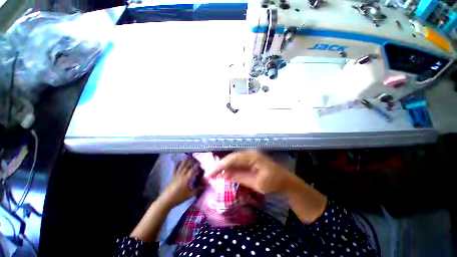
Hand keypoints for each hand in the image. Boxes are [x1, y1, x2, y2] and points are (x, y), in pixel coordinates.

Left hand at [161, 158, 199, 207]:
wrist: (166, 200)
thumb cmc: (179, 198)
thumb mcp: (189, 195)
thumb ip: (197, 190)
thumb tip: (205, 186)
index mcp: (187, 179)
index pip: (193, 170)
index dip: (196, 166)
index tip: (200, 162)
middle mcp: (182, 175)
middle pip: (187, 167)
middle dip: (191, 162)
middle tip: (195, 158)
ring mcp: (176, 176)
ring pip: (181, 167)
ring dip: (185, 161)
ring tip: (187, 156)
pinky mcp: (172, 177)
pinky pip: (175, 170)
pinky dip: (177, 165)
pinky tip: (177, 162)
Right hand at [207, 150, 291, 193]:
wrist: (284, 180)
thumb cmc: (273, 182)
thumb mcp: (256, 183)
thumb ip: (240, 177)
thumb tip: (224, 175)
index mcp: (252, 157)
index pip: (233, 159)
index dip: (220, 166)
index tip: (210, 174)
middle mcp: (249, 153)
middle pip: (231, 158)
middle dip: (219, 166)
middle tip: (209, 174)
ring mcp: (249, 155)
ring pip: (232, 160)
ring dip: (223, 167)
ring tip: (213, 174)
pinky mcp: (249, 159)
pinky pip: (237, 163)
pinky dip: (230, 168)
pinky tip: (223, 173)